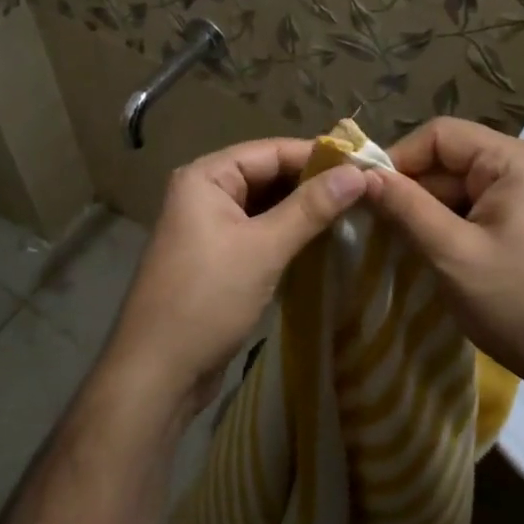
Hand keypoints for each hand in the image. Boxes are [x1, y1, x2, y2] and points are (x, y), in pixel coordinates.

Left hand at [100, 138, 365, 419]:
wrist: (157, 373)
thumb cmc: (207, 299)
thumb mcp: (263, 249)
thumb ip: (310, 208)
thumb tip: (358, 173)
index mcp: (206, 177)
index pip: (271, 151)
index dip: (318, 156)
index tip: (365, 165)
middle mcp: (204, 193)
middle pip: (268, 175)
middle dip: (313, 183)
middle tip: (365, 190)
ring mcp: (209, 226)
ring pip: (265, 205)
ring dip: (303, 209)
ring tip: (354, 211)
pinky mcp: (217, 257)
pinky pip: (259, 231)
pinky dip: (288, 233)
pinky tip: (323, 240)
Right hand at [364, 116, 523, 400]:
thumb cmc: (519, 303)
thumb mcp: (453, 254)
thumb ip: (406, 208)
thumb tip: (362, 174)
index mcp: (513, 160)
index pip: (440, 135)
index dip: (398, 158)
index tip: (365, 193)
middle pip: (451, 160)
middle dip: (412, 190)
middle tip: (375, 225)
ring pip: (461, 188)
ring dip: (429, 212)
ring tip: (398, 243)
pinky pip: (478, 209)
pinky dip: (451, 227)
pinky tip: (432, 254)